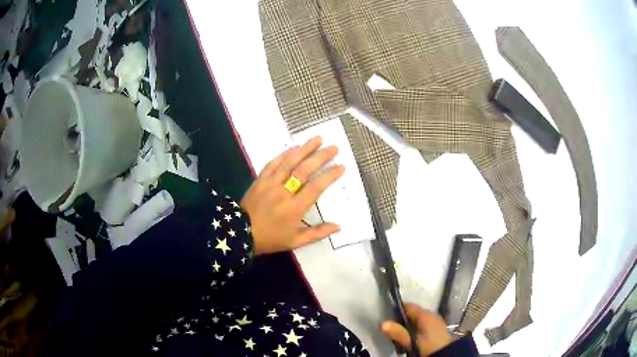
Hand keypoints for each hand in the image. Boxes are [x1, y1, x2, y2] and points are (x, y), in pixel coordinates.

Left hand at [241, 136, 344, 254]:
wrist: (241, 232)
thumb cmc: (270, 238)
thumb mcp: (295, 241)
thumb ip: (317, 233)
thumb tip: (338, 227)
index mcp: (294, 208)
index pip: (316, 187)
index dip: (329, 176)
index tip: (341, 166)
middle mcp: (283, 192)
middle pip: (304, 170)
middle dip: (320, 157)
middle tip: (333, 147)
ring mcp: (270, 184)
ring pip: (289, 162)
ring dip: (304, 149)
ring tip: (317, 138)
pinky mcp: (260, 180)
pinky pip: (273, 163)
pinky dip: (284, 154)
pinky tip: (293, 147)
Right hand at [381, 304, 452, 355]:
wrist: (447, 353)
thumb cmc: (428, 346)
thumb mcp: (411, 341)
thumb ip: (398, 332)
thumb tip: (382, 323)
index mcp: (425, 314)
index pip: (408, 306)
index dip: (397, 310)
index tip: (387, 318)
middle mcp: (431, 314)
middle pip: (413, 313)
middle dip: (402, 320)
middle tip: (392, 331)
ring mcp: (435, 321)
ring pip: (417, 320)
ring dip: (408, 326)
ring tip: (400, 337)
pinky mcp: (437, 328)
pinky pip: (423, 325)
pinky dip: (416, 330)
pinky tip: (412, 339)